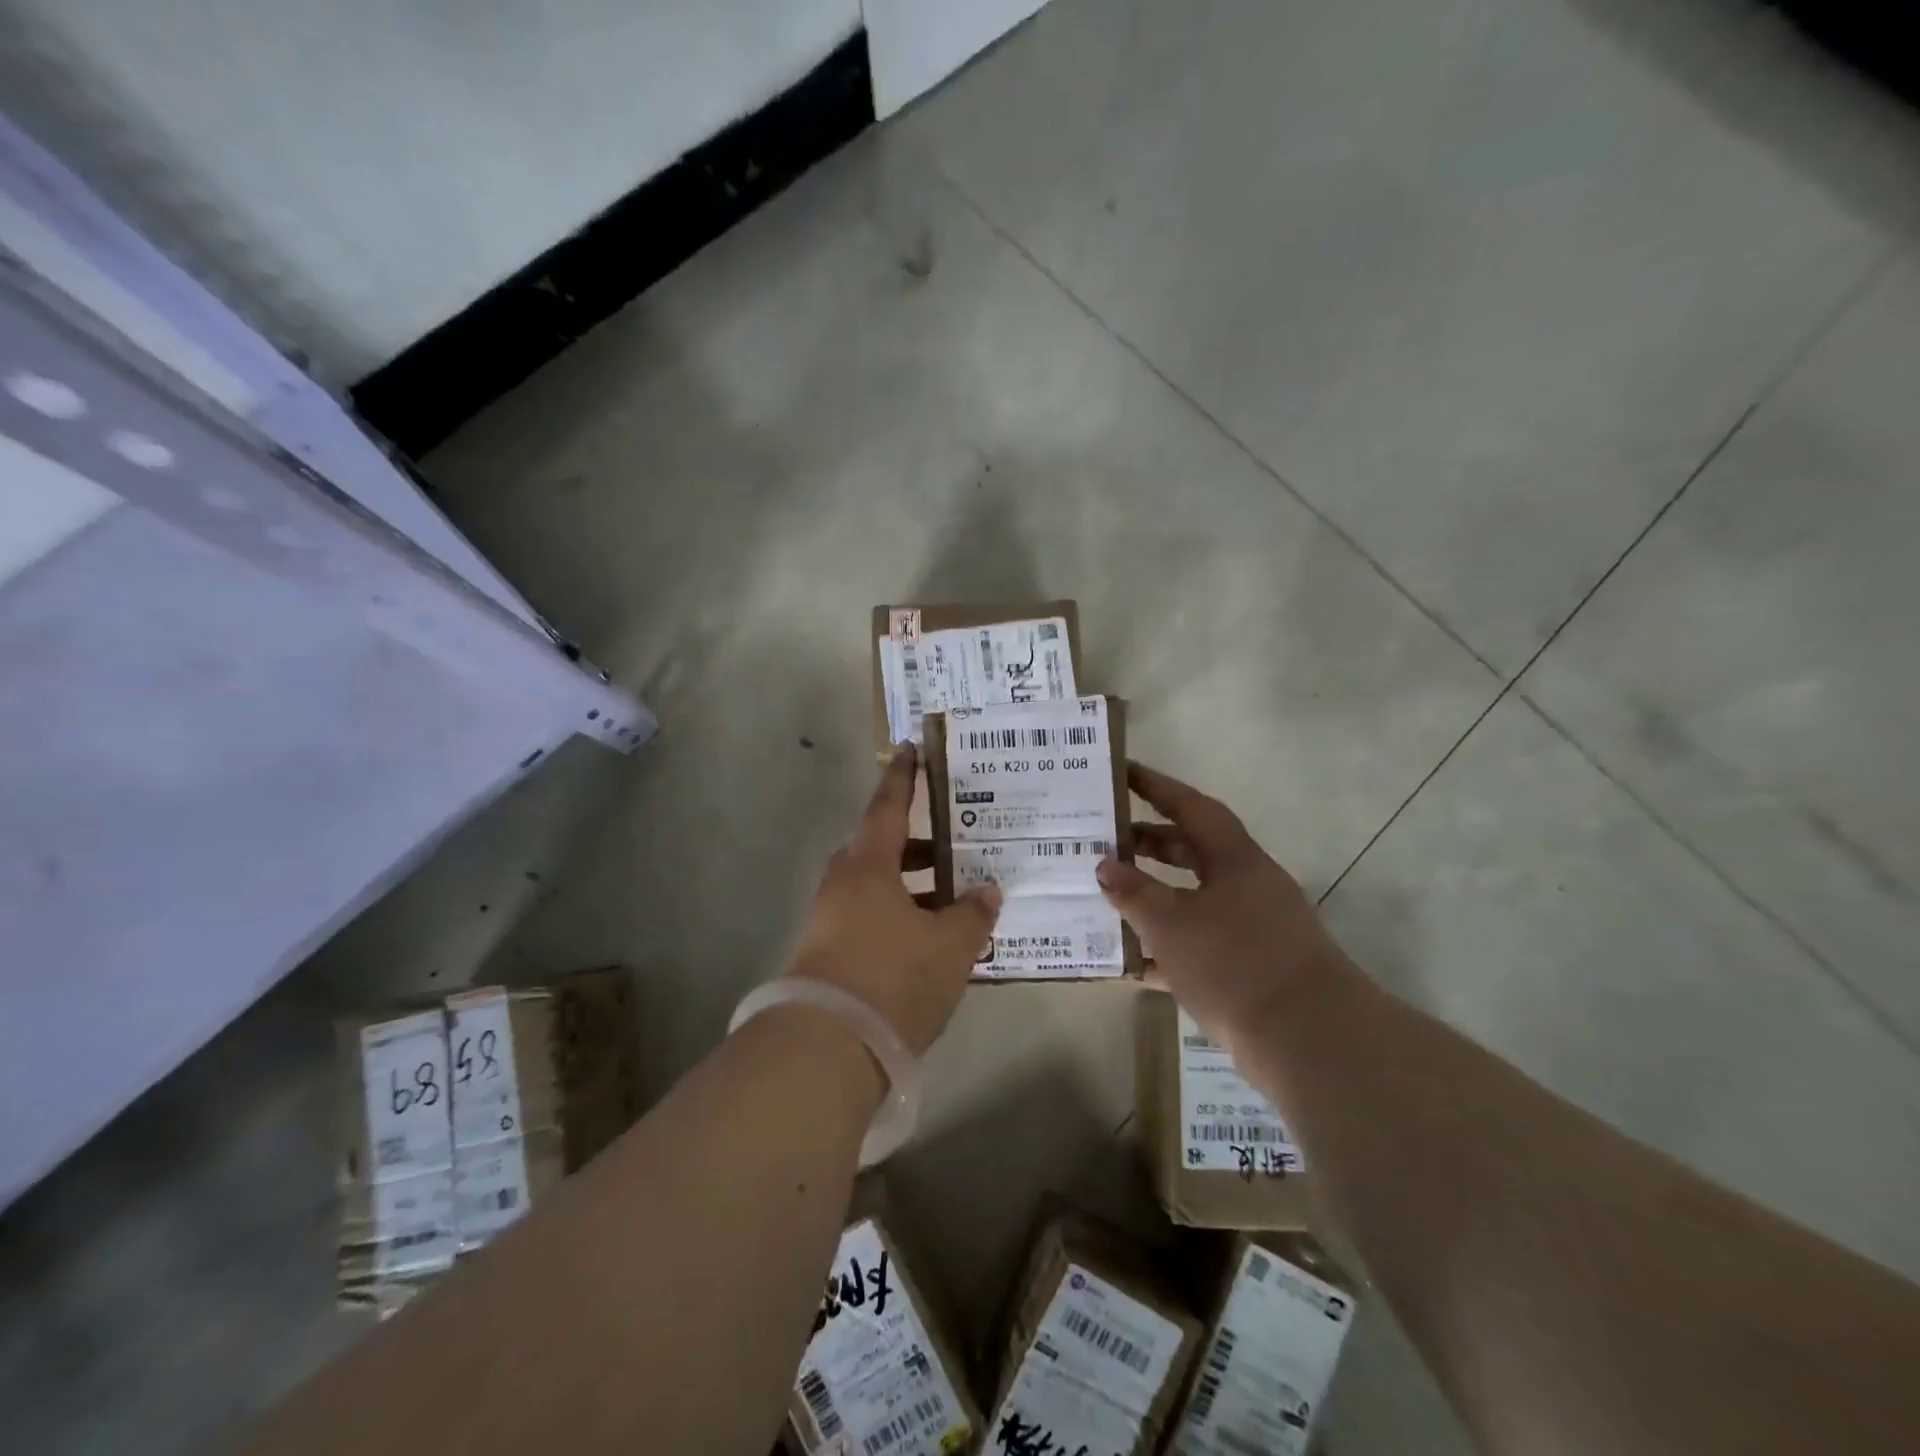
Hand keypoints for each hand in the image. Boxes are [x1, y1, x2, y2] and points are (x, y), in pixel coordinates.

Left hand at [786, 745, 1001, 1054]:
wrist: (827, 1048)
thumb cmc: (893, 977)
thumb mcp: (950, 946)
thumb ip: (972, 915)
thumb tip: (987, 893)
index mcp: (868, 867)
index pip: (888, 807)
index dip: (903, 777)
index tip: (910, 749)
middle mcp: (842, 886)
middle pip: (879, 849)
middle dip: (915, 845)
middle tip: (951, 844)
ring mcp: (829, 922)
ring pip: (875, 889)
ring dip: (909, 888)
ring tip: (951, 901)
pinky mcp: (826, 956)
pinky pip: (868, 920)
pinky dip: (898, 918)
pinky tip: (928, 943)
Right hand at [1097, 761, 1346, 1046]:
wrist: (1309, 1041)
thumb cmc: (1234, 963)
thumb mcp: (1171, 923)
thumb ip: (1133, 891)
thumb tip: (1105, 865)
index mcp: (1235, 860)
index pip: (1191, 807)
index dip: (1156, 786)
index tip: (1122, 772)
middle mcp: (1247, 885)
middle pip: (1192, 851)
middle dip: (1148, 843)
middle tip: (1105, 840)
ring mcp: (1252, 928)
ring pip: (1192, 899)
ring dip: (1153, 896)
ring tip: (1107, 896)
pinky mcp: (1250, 968)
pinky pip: (1198, 943)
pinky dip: (1165, 946)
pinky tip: (1130, 960)